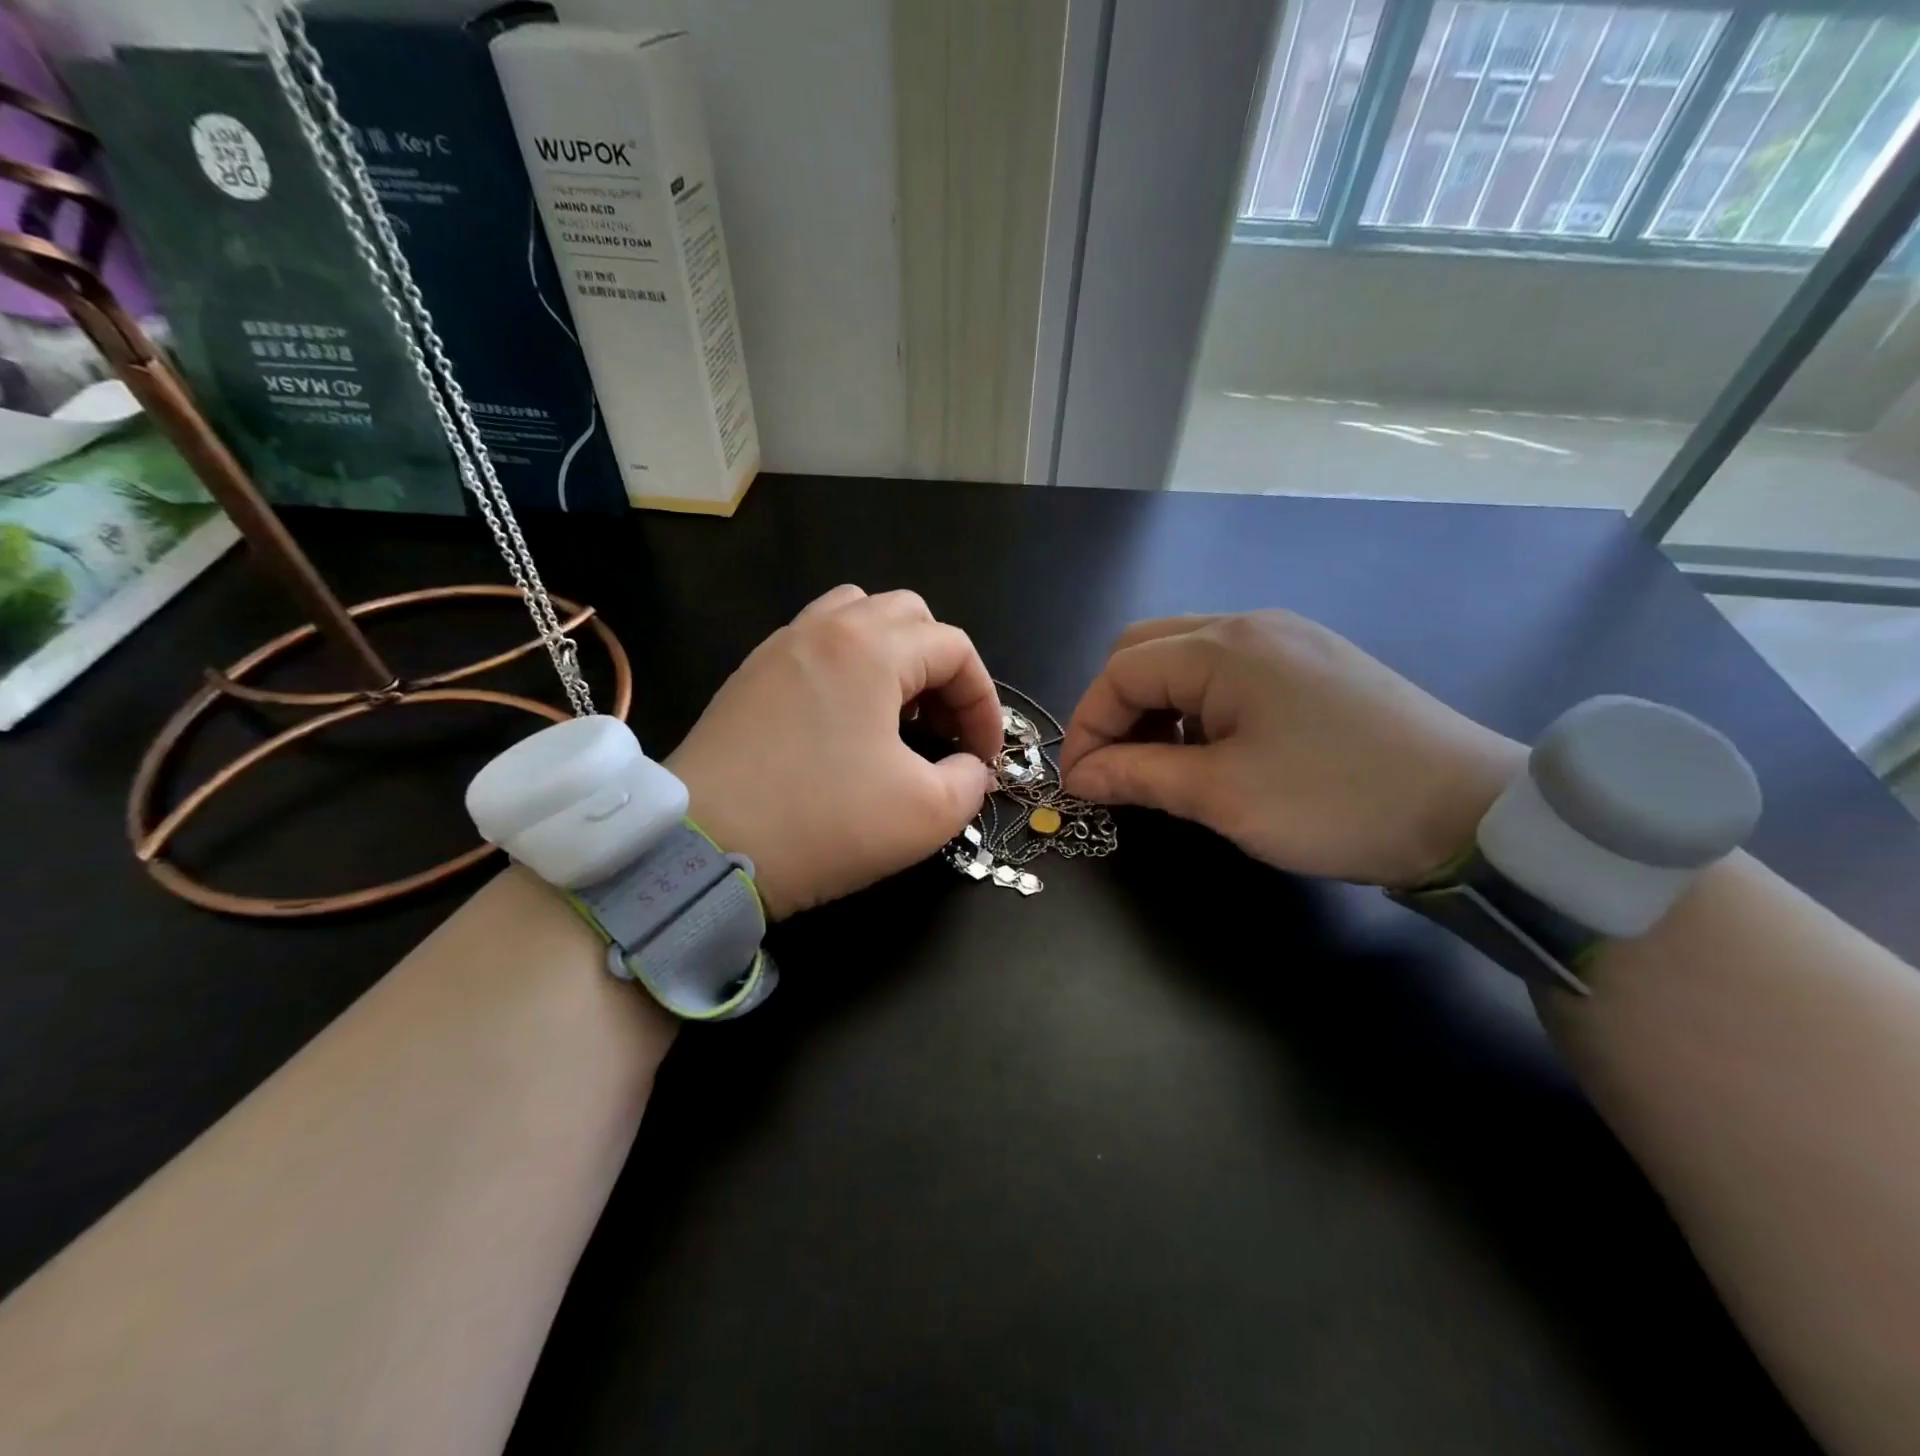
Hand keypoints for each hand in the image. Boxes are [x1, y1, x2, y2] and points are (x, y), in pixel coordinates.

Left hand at [665, 585, 1000, 918]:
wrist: (701, 848)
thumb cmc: (822, 823)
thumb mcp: (924, 815)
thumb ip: (969, 782)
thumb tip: (969, 767)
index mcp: (872, 648)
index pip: (955, 649)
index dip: (983, 700)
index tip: (985, 755)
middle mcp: (825, 629)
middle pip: (909, 616)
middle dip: (942, 669)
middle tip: (943, 727)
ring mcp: (780, 646)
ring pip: (857, 617)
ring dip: (894, 655)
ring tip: (896, 712)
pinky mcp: (750, 675)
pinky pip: (815, 644)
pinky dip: (848, 666)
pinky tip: (844, 722)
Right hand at [1057, 611, 1524, 886]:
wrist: (1474, 814)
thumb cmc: (1334, 802)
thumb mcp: (1223, 796)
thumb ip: (1138, 776)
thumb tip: (1080, 776)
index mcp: (1223, 647)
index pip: (1120, 671)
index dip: (1087, 726)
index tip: (1079, 782)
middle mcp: (1250, 625)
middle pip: (1146, 651)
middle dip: (1116, 709)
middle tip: (1114, 768)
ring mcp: (1287, 640)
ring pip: (1187, 660)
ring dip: (1157, 708)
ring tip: (1162, 767)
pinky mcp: (1314, 663)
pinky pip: (1229, 672)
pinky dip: (1198, 708)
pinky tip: (1213, 751)